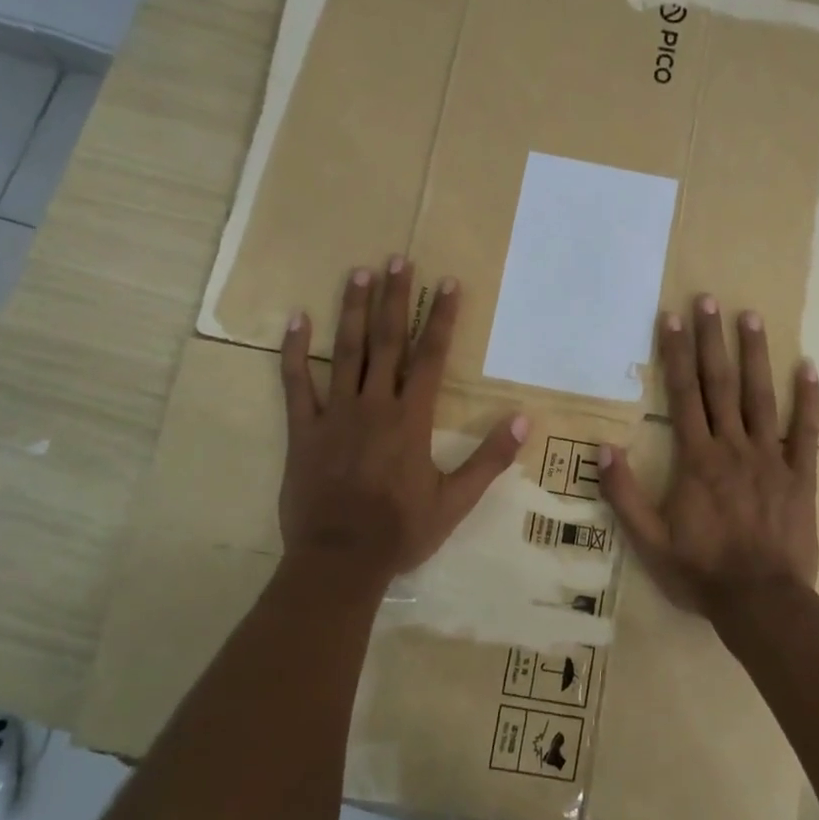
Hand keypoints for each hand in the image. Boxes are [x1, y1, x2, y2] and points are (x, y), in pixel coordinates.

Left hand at [278, 260, 526, 594]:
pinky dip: (294, 352)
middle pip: (387, 341)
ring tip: (358, 272)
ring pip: (345, 351)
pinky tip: (296, 321)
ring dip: (353, 310)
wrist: (339, 560)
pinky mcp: (302, 430)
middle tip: (397, 258)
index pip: (431, 357)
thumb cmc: (401, 531)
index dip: (442, 317)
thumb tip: (524, 420)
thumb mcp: (455, 500)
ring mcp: (334, 414)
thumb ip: (490, 459)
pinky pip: (295, 383)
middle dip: (395, 297)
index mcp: (411, 418)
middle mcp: (373, 404)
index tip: (447, 282)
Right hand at [599, 297, 818, 621]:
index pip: (683, 395)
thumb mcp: (649, 541)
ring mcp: (770, 458)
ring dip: (755, 355)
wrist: (761, 603)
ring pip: (761, 397)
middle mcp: (733, 447)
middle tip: (709, 300)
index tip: (671, 318)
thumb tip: (602, 448)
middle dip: (712, 340)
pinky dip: (807, 400)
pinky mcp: (800, 475)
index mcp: (697, 459)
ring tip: (752, 317)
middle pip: (720, 384)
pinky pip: (805, 432)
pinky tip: (808, 368)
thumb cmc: (702, 572)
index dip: (676, 354)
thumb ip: (625, 494)